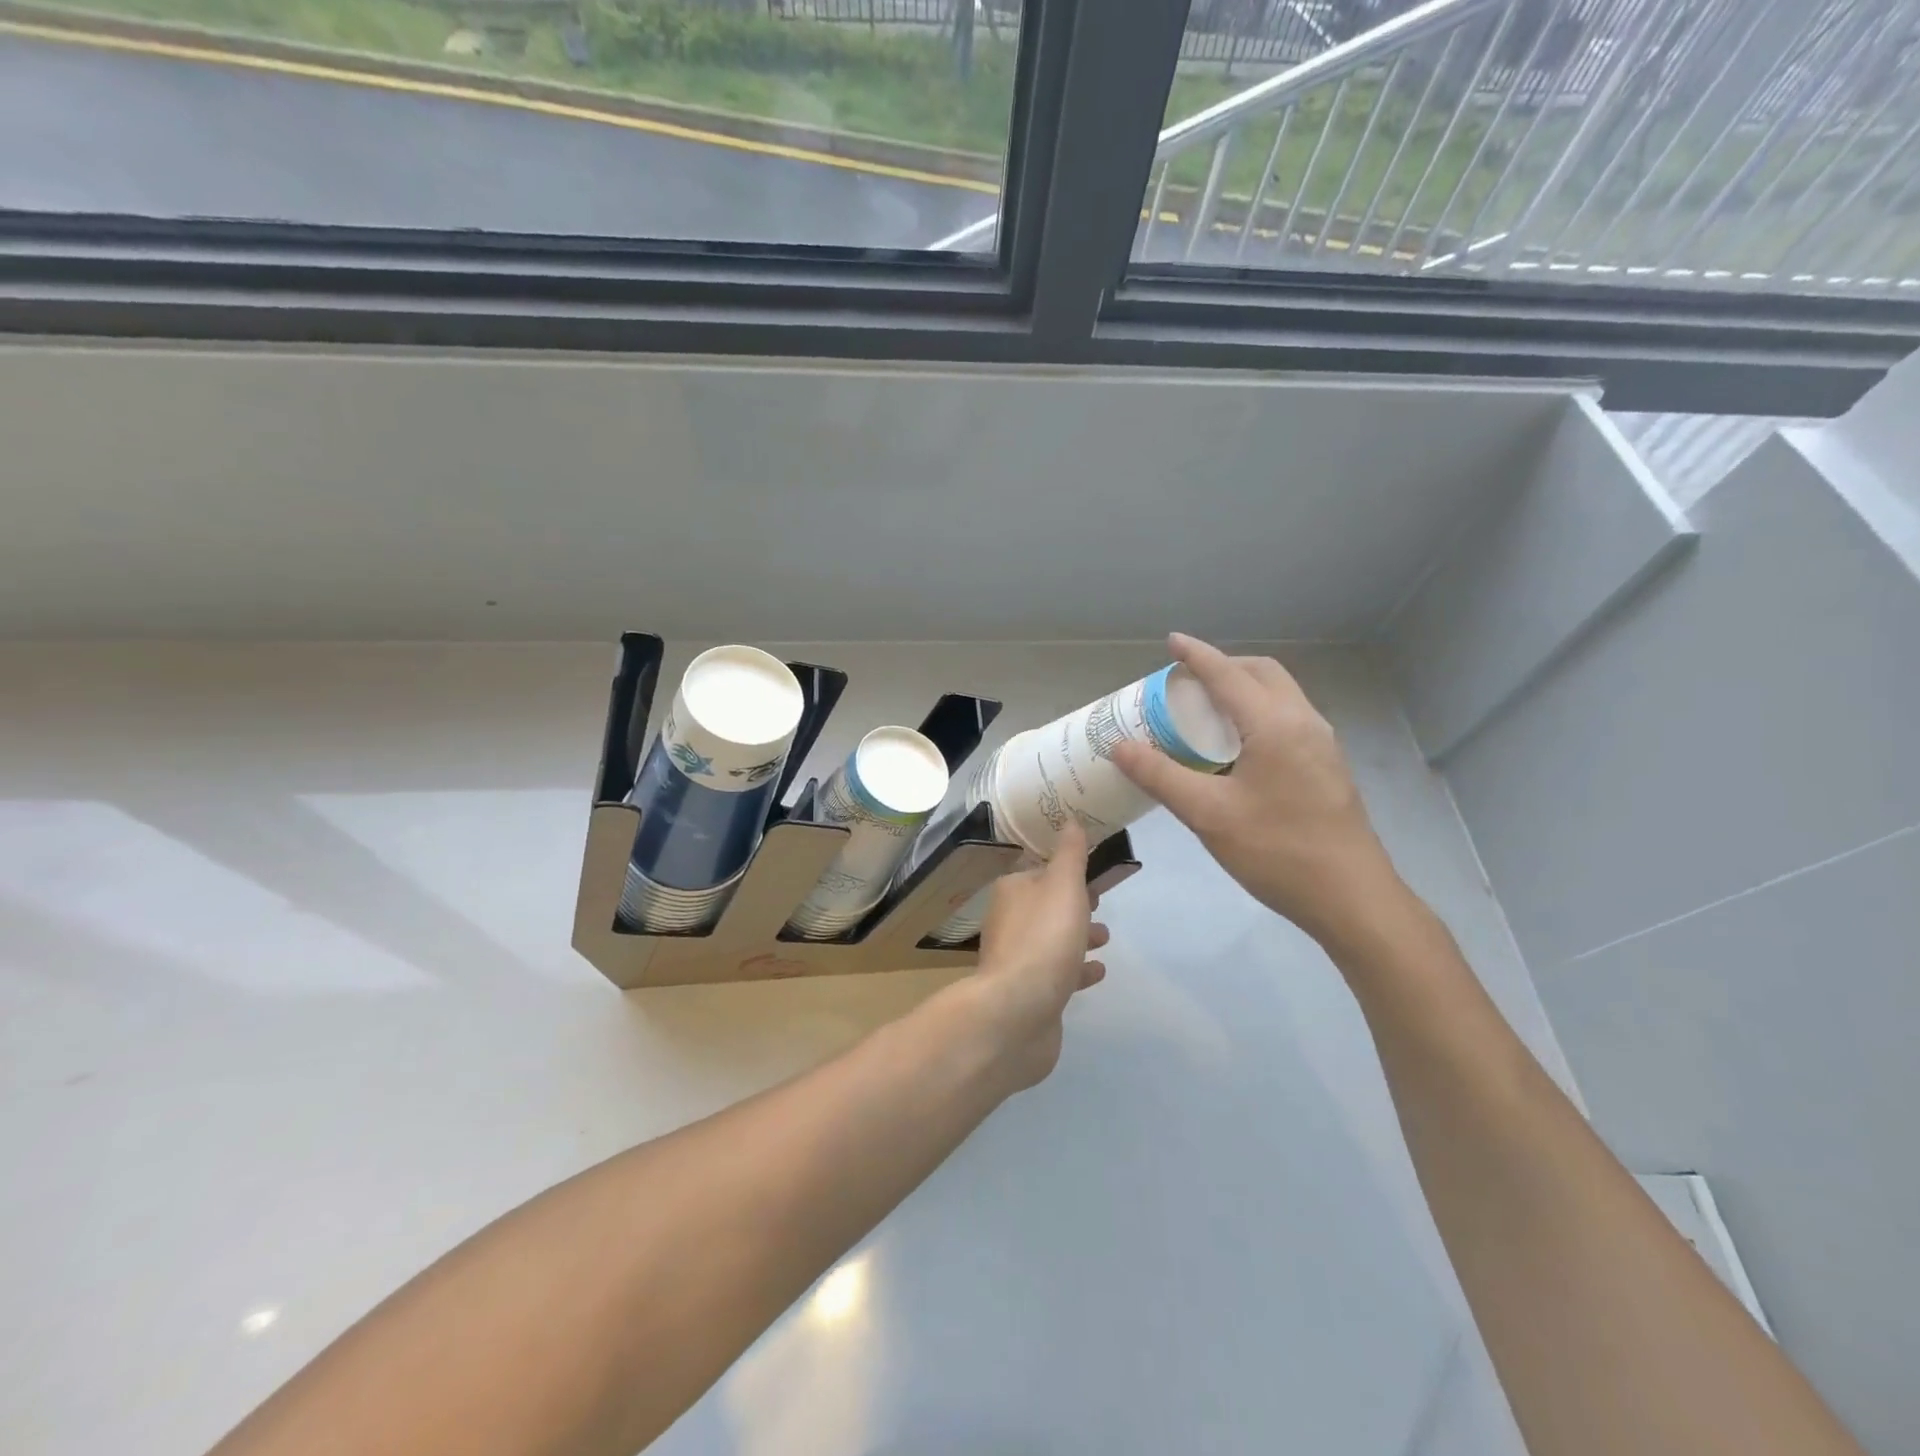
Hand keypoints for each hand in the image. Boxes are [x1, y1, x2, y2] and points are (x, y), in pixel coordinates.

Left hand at [971, 823, 1108, 1090]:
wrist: (1017, 1012)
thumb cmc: (1044, 939)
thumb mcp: (1063, 886)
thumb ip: (1070, 854)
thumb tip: (1070, 820)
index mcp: (1012, 891)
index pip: (1038, 870)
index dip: (1063, 868)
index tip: (1090, 869)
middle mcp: (1009, 922)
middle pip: (1044, 905)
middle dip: (1072, 902)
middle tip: (1100, 901)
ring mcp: (1017, 960)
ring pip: (1051, 940)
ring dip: (1077, 935)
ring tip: (1105, 937)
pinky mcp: (1029, 993)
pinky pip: (1057, 974)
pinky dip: (1076, 969)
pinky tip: (1098, 972)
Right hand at [1111, 633, 1404, 948]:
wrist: (1351, 898)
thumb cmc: (1277, 851)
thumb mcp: (1208, 814)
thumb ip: (1161, 776)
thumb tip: (1120, 746)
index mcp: (1275, 725)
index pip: (1228, 675)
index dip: (1197, 656)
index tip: (1171, 642)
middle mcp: (1304, 723)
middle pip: (1262, 673)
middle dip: (1224, 666)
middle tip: (1186, 682)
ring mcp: (1322, 745)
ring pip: (1280, 695)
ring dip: (1243, 689)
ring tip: (1206, 711)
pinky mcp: (1327, 767)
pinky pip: (1288, 719)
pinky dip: (1257, 713)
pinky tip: (1236, 747)